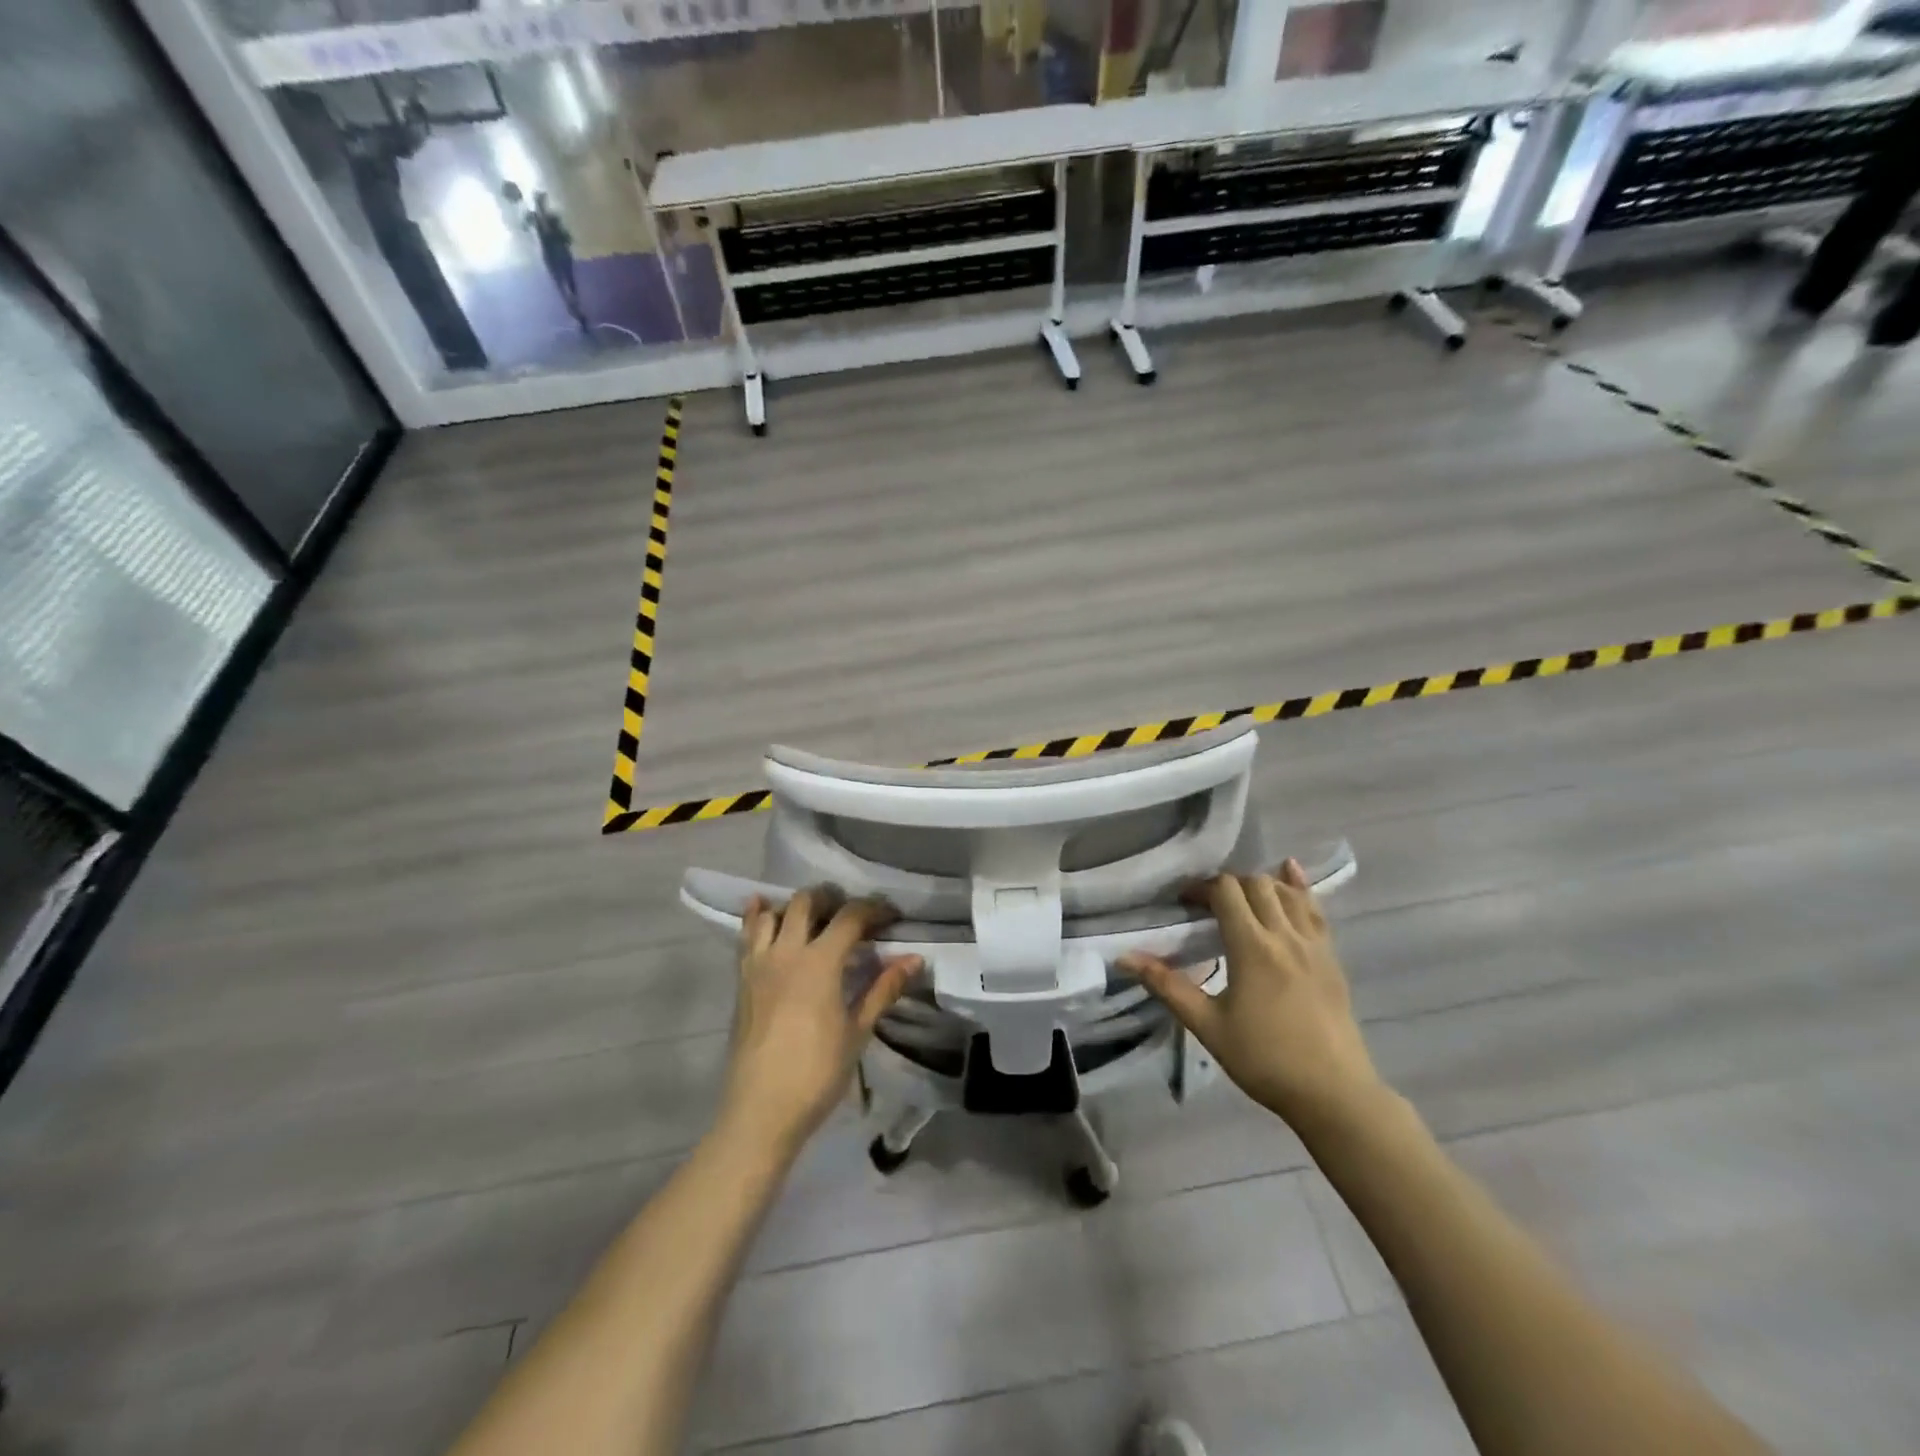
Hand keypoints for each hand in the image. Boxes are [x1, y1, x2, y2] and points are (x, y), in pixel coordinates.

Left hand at [719, 889, 920, 1160]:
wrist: (760, 1111)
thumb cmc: (817, 1073)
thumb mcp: (857, 1032)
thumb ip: (883, 989)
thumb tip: (915, 959)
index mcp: (820, 962)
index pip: (850, 916)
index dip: (874, 909)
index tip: (892, 915)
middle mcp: (786, 952)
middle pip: (808, 901)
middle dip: (833, 898)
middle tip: (853, 915)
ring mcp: (758, 963)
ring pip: (773, 912)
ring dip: (795, 906)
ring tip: (814, 918)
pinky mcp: (741, 979)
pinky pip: (745, 935)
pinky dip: (756, 916)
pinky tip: (762, 907)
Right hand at [1122, 860, 1383, 1135]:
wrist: (1334, 1094)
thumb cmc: (1264, 1059)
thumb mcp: (1207, 1025)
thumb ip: (1167, 986)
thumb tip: (1124, 958)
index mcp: (1252, 947)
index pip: (1226, 891)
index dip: (1202, 888)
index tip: (1184, 903)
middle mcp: (1284, 935)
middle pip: (1256, 884)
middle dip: (1228, 885)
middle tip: (1209, 905)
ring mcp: (1314, 945)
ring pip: (1287, 892)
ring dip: (1261, 885)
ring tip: (1242, 898)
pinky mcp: (1332, 958)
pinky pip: (1316, 910)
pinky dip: (1300, 888)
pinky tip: (1291, 873)